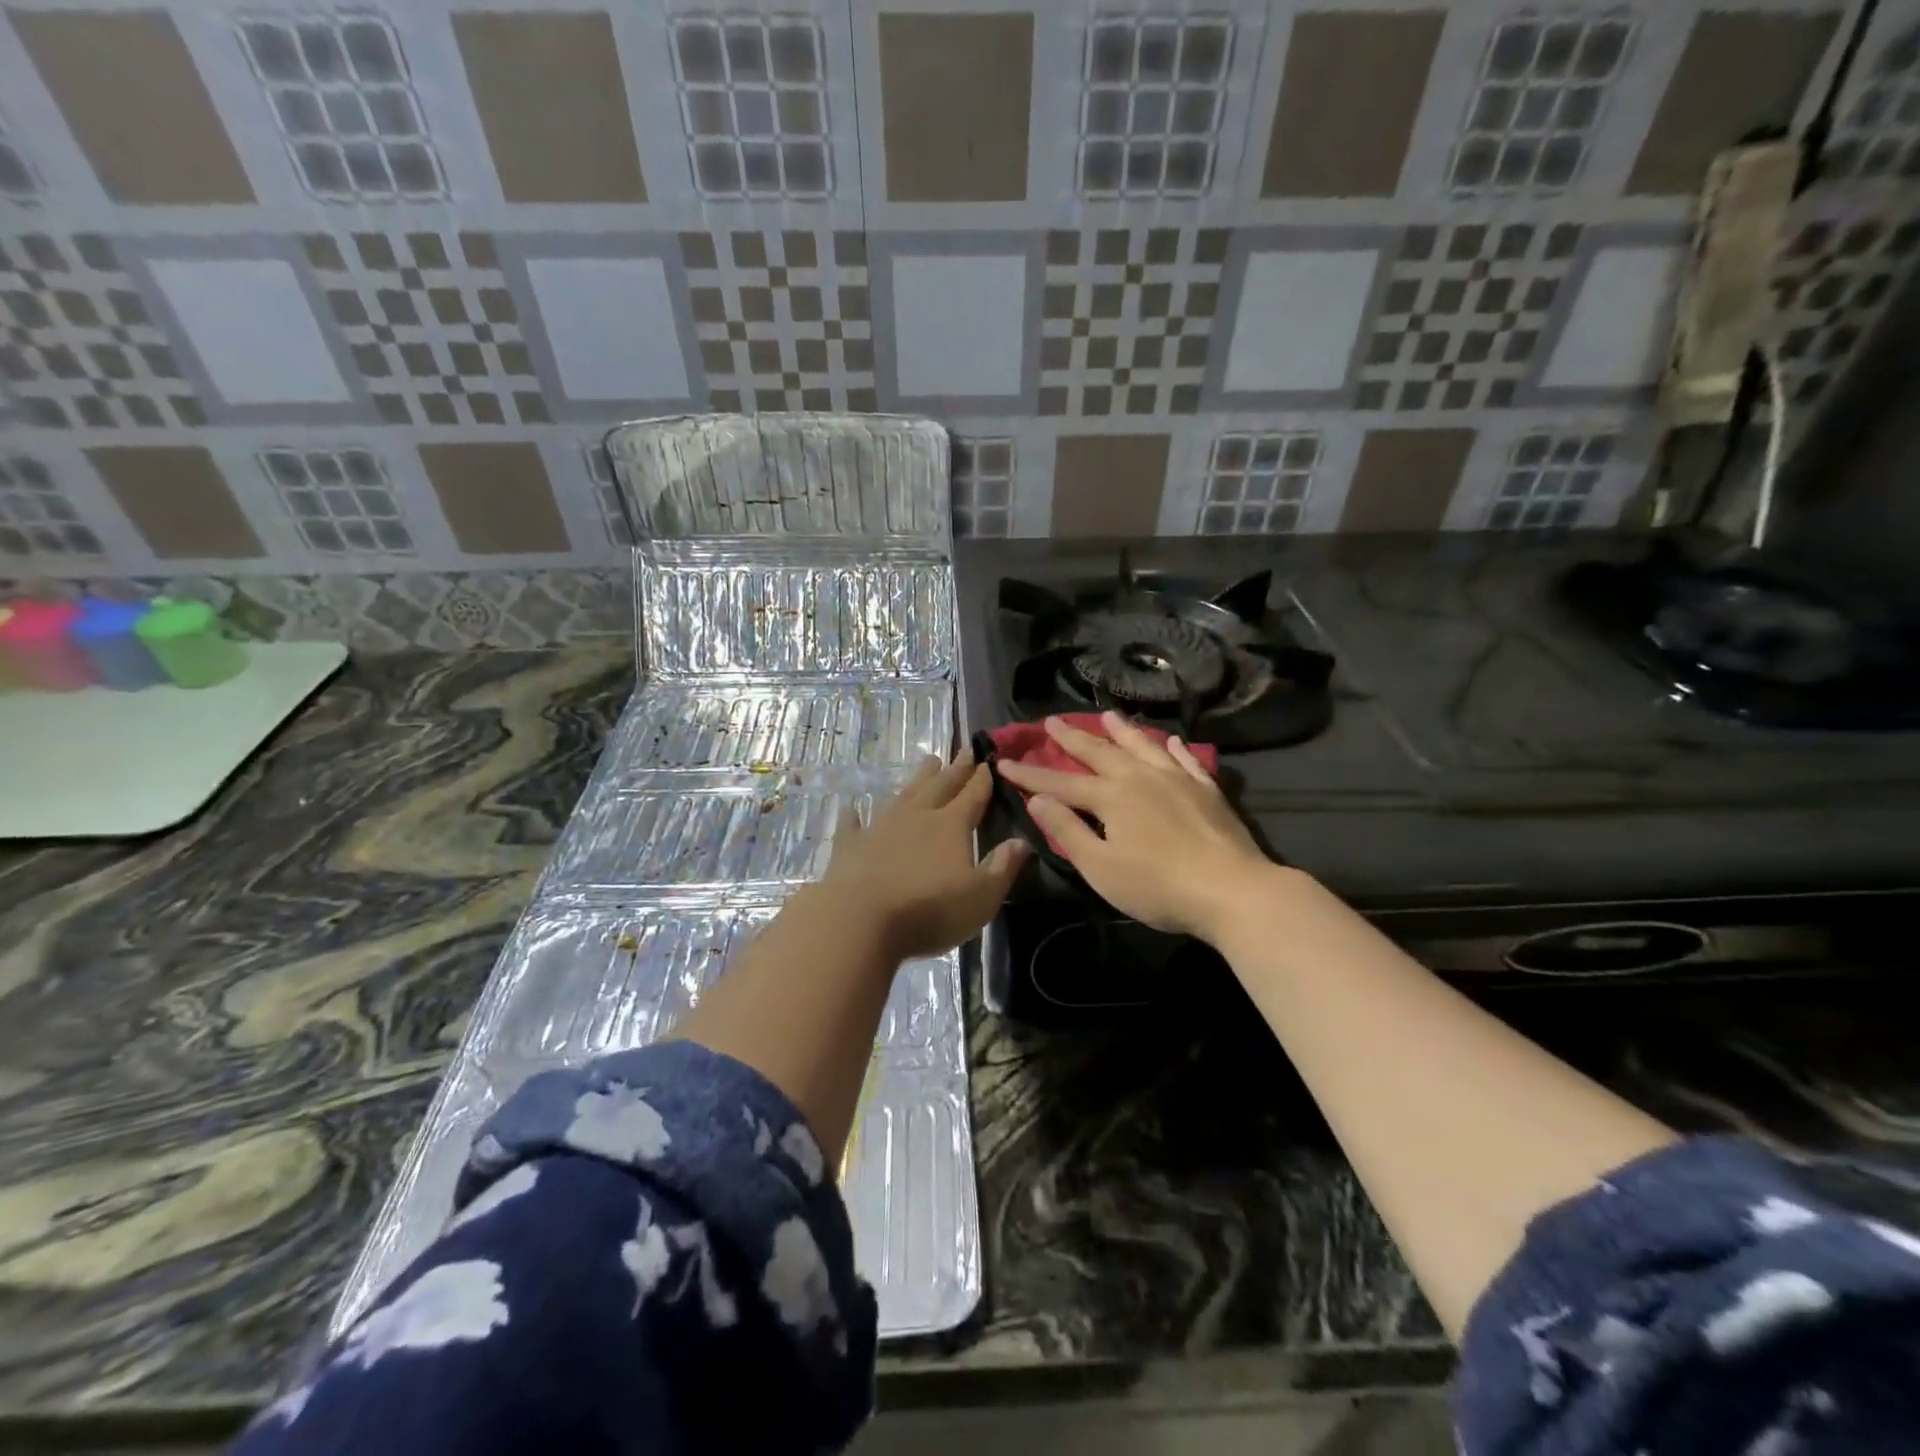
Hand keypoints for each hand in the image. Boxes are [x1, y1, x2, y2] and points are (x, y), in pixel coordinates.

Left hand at [817, 755, 1028, 961]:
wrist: (860, 919)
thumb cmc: (929, 911)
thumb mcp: (981, 897)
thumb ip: (1002, 868)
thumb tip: (1022, 842)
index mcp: (952, 825)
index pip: (973, 795)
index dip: (983, 778)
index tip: (989, 761)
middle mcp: (918, 816)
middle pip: (941, 785)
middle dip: (956, 769)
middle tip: (964, 750)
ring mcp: (881, 827)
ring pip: (903, 794)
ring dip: (917, 779)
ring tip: (928, 762)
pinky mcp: (851, 845)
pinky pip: (853, 824)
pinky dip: (855, 815)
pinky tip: (852, 807)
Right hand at [996, 712, 1275, 940]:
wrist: (1233, 890)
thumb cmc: (1158, 886)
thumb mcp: (1101, 867)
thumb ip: (1068, 831)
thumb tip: (1037, 800)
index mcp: (1111, 797)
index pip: (1060, 783)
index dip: (1030, 775)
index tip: (1004, 762)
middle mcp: (1140, 777)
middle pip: (1099, 752)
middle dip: (1072, 738)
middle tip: (1052, 721)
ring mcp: (1177, 779)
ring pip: (1142, 745)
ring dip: (1121, 730)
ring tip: (1107, 715)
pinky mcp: (1206, 790)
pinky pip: (1185, 759)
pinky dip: (1172, 748)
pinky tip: (1169, 741)